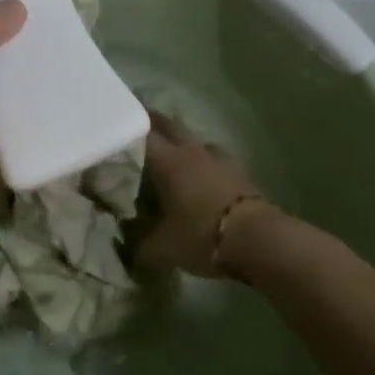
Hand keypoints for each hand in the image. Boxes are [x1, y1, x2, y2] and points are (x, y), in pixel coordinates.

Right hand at [140, 113, 269, 277]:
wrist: (258, 239)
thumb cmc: (202, 235)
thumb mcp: (164, 248)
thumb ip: (142, 246)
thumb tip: (129, 250)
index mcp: (168, 161)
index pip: (143, 134)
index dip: (128, 128)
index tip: (116, 125)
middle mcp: (192, 151)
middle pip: (170, 125)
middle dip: (155, 123)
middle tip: (141, 127)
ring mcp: (220, 159)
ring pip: (196, 140)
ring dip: (184, 142)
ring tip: (173, 154)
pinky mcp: (241, 171)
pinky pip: (216, 158)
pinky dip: (206, 162)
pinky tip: (203, 176)